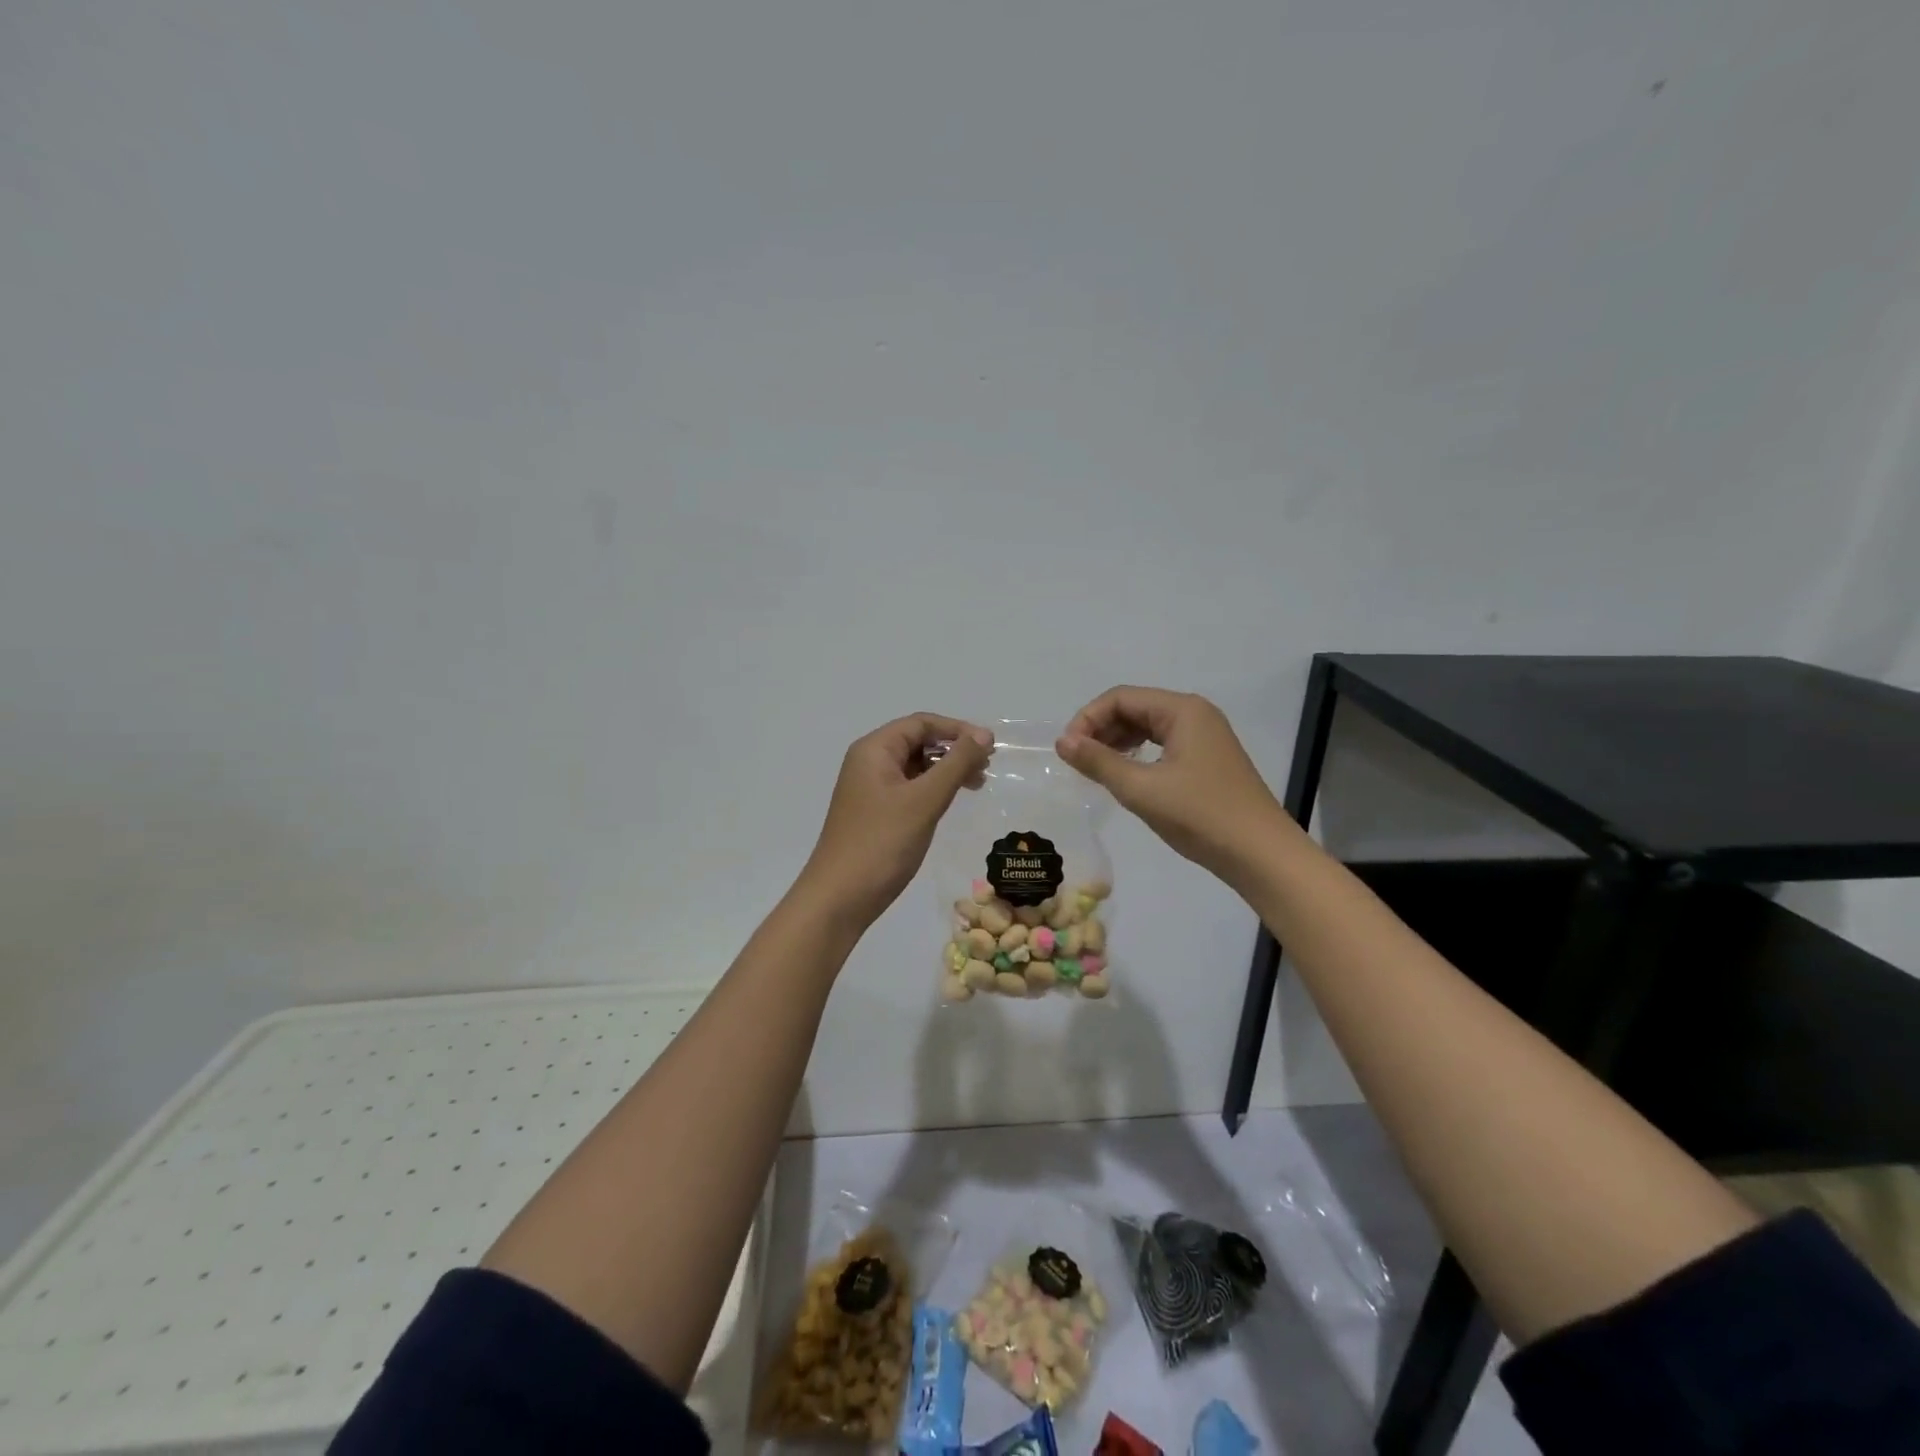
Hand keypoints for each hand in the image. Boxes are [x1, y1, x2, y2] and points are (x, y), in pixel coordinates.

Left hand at [798, 713, 993, 931]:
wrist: (840, 898)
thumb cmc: (882, 843)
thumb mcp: (924, 799)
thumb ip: (956, 763)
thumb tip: (984, 735)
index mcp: (874, 750)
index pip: (921, 723)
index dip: (958, 729)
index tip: (990, 746)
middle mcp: (869, 762)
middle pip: (918, 741)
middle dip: (954, 750)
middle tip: (987, 768)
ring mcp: (870, 789)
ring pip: (915, 766)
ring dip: (946, 770)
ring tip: (977, 785)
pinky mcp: (875, 812)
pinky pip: (909, 788)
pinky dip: (933, 790)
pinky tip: (951, 802)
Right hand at [1056, 687, 1291, 887]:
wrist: (1260, 854)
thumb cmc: (1200, 815)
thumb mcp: (1141, 789)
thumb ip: (1098, 761)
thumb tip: (1062, 741)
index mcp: (1182, 710)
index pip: (1121, 697)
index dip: (1088, 719)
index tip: (1067, 751)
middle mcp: (1195, 714)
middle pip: (1135, 708)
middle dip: (1101, 729)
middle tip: (1077, 762)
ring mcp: (1205, 737)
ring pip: (1148, 727)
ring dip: (1117, 742)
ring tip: (1095, 769)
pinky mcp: (1208, 760)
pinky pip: (1163, 745)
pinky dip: (1138, 754)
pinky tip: (1125, 776)